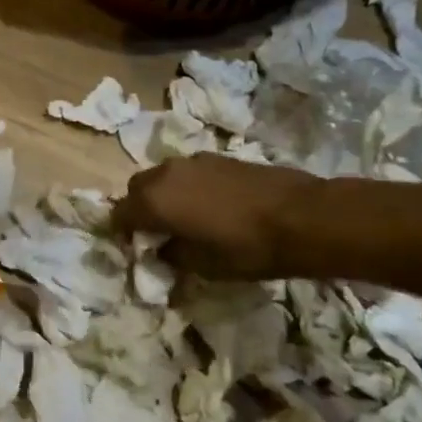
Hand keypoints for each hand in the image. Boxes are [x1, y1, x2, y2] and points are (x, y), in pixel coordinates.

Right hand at [112, 155, 318, 278]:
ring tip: (186, 218)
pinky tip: (211, 205)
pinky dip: (187, 187)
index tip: (138, 248)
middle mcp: (164, 174)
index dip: (123, 233)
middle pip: (136, 189)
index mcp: (153, 201)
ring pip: (161, 177)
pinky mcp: (216, 156)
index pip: (118, 215)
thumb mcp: (203, 266)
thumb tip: (161, 248)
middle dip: (140, 209)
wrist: (302, 216)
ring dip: (164, 195)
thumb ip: (172, 255)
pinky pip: (186, 172)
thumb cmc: (247, 248)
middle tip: (159, 232)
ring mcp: (191, 161)